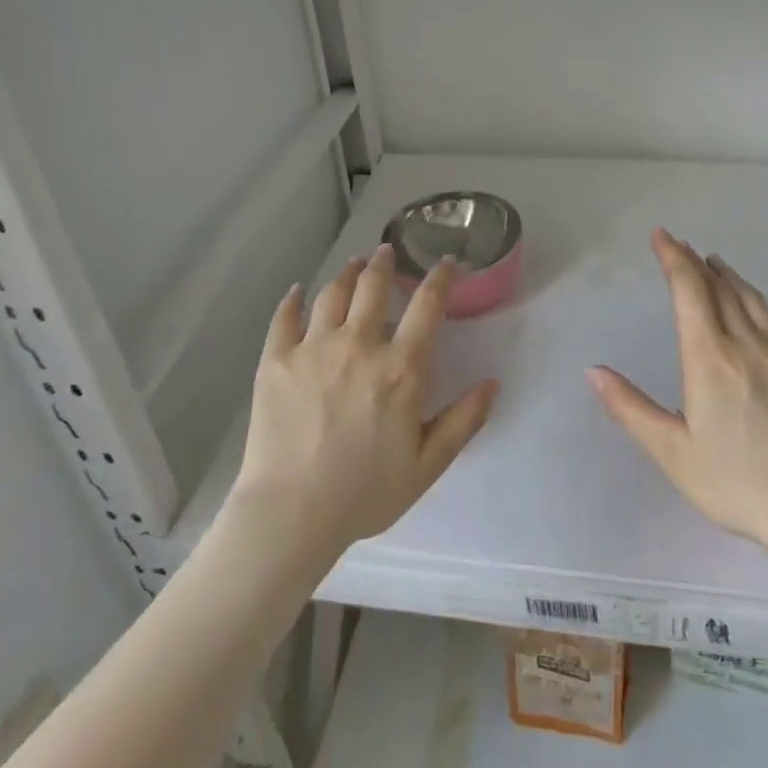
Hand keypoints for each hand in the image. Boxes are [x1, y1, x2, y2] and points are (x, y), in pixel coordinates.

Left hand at [230, 244, 497, 556]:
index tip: (446, 264)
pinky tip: (298, 292)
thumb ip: (464, 420)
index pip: (428, 305)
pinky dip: (294, 299)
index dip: (440, 277)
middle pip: (374, 285)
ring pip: (333, 293)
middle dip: (385, 263)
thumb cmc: (365, 493)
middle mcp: (359, 345)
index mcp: (401, 368)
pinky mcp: (275, 360)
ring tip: (354, 265)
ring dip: (347, 273)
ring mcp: (313, 348)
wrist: (290, 515)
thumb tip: (492, 382)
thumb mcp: (428, 465)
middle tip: (388, 252)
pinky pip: (285, 317)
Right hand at [589, 229, 767, 567]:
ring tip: (717, 264)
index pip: (688, 293)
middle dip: (696, 264)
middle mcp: (747, 345)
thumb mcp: (672, 452)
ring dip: (732, 278)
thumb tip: (593, 371)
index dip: (673, 259)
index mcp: (709, 359)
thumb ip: (630, 409)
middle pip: (719, 290)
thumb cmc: (735, 485)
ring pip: (755, 303)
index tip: (662, 236)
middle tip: (681, 247)